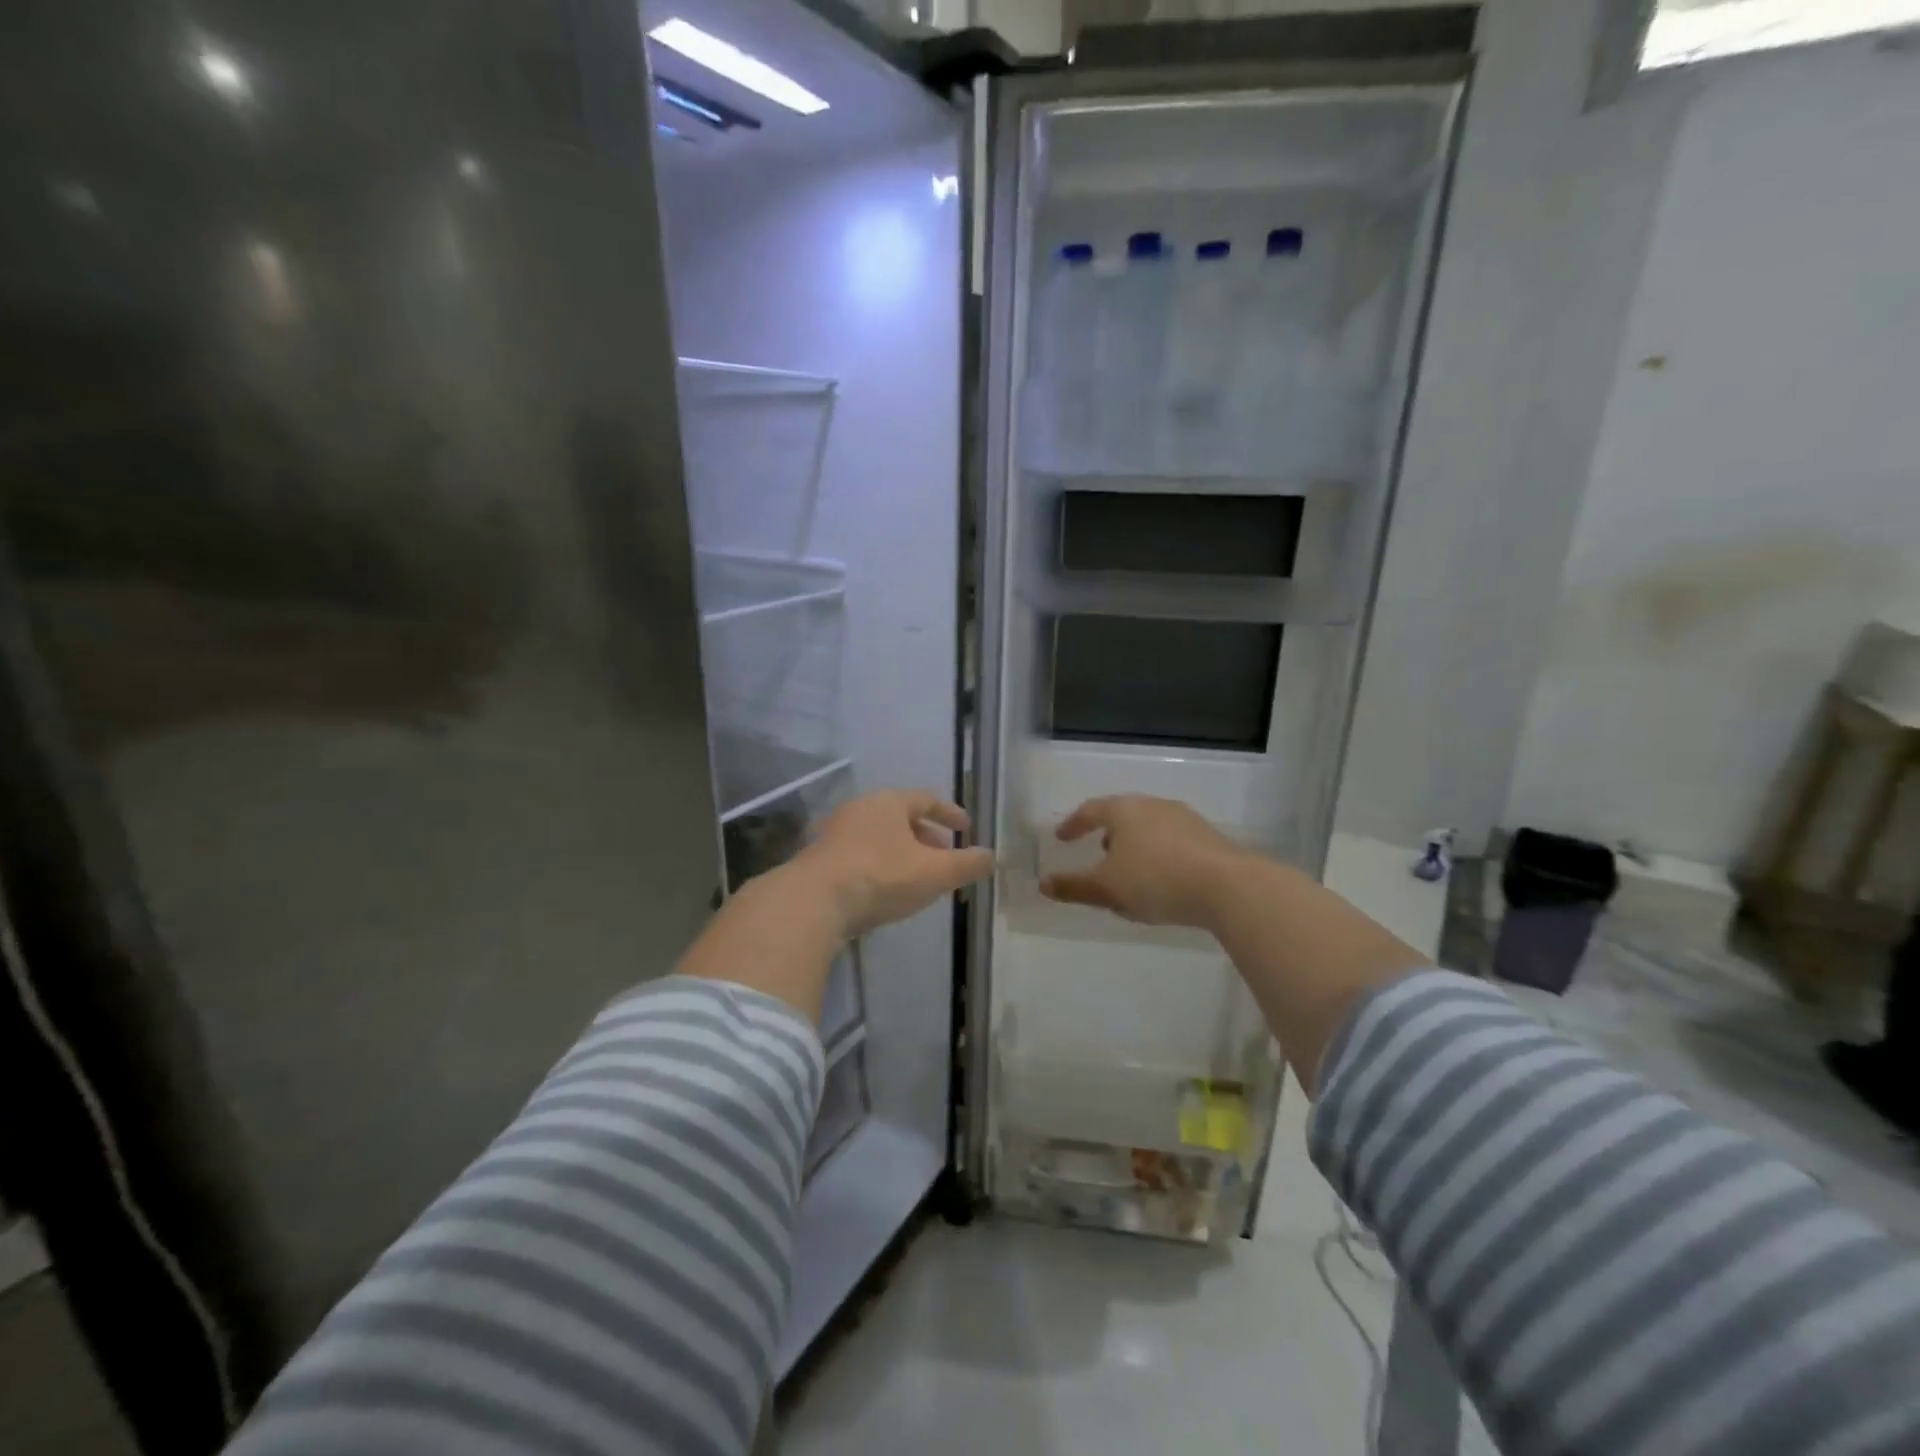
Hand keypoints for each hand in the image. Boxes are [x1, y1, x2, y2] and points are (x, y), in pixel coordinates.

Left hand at [791, 789, 994, 940]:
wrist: (812, 902)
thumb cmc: (880, 876)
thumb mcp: (934, 873)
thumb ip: (966, 865)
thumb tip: (991, 857)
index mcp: (889, 802)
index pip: (927, 799)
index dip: (950, 813)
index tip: (966, 828)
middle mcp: (861, 809)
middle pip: (901, 817)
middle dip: (926, 836)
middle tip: (945, 856)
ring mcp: (836, 833)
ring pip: (880, 837)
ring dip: (903, 853)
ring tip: (919, 877)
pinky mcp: (820, 859)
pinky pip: (860, 855)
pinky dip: (881, 866)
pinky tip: (887, 891)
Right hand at [1040, 795, 1250, 928]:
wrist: (1228, 886)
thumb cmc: (1156, 879)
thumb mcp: (1107, 888)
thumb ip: (1074, 887)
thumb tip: (1043, 884)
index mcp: (1124, 810)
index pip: (1091, 810)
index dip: (1074, 824)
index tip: (1062, 838)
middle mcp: (1154, 806)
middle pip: (1123, 815)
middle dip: (1108, 834)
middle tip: (1098, 852)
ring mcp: (1185, 819)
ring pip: (1150, 828)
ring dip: (1135, 846)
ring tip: (1131, 872)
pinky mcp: (1209, 838)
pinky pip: (1173, 842)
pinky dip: (1159, 856)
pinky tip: (1163, 881)